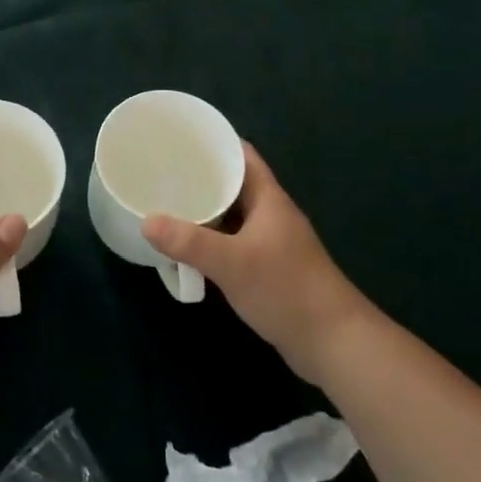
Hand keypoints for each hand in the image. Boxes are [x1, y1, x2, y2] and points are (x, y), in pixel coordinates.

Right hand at [144, 143, 374, 387]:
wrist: (333, 343)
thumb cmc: (287, 290)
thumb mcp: (232, 263)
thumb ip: (189, 242)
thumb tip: (146, 221)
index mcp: (269, 199)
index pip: (241, 155)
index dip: (213, 142)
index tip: (179, 138)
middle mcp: (271, 214)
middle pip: (233, 184)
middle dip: (201, 177)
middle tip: (162, 172)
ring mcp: (272, 242)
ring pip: (232, 215)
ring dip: (205, 210)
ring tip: (167, 204)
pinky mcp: (269, 268)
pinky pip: (233, 241)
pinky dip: (212, 239)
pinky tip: (189, 246)